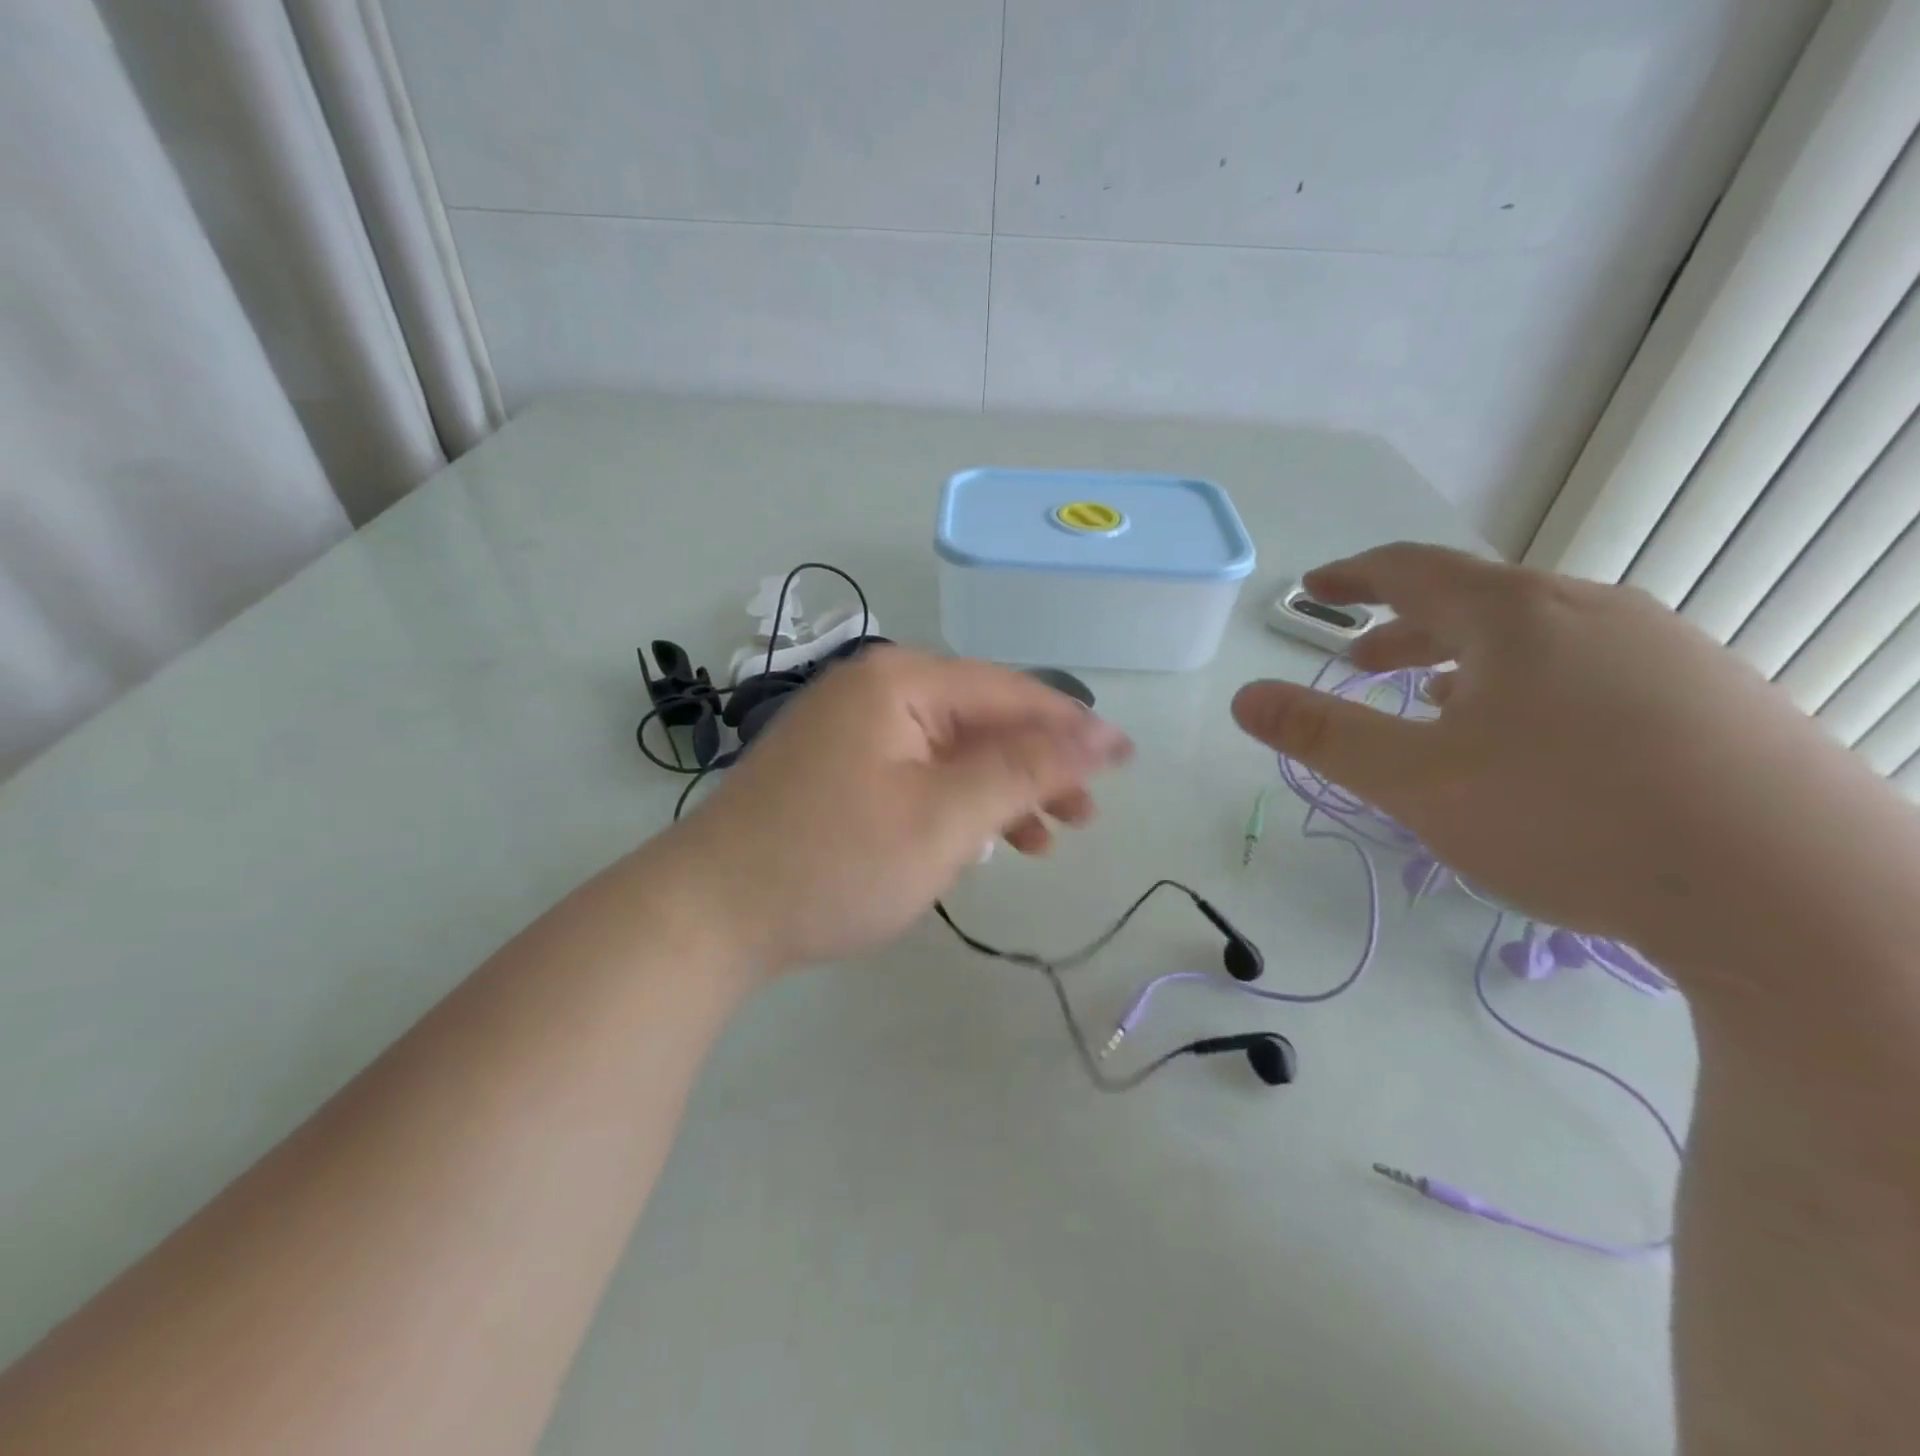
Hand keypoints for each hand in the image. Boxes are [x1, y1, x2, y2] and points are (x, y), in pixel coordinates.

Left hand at [664, 648, 1131, 974]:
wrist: (709, 914)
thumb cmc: (835, 862)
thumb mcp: (945, 818)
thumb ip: (1025, 771)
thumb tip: (1102, 734)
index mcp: (901, 682)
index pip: (1011, 693)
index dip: (1073, 729)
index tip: (1126, 763)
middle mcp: (875, 690)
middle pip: (981, 719)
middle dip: (1036, 767)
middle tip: (1083, 817)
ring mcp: (850, 729)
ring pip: (950, 750)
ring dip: (999, 790)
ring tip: (1044, 839)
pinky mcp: (836, 768)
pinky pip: (916, 772)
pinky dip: (953, 803)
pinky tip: (979, 841)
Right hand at [1229, 544, 1886, 966]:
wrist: (1797, 894)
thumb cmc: (1570, 818)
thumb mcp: (1419, 782)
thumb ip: (1324, 736)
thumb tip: (1244, 698)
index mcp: (1517, 616)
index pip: (1414, 570)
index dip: (1353, 576)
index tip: (1314, 587)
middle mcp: (1593, 612)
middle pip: (1475, 601)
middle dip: (1406, 630)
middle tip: (1362, 664)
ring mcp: (1667, 650)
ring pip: (1538, 638)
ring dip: (1469, 662)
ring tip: (1440, 706)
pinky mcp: (1714, 699)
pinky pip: (1592, 669)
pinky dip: (1533, 688)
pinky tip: (1535, 745)